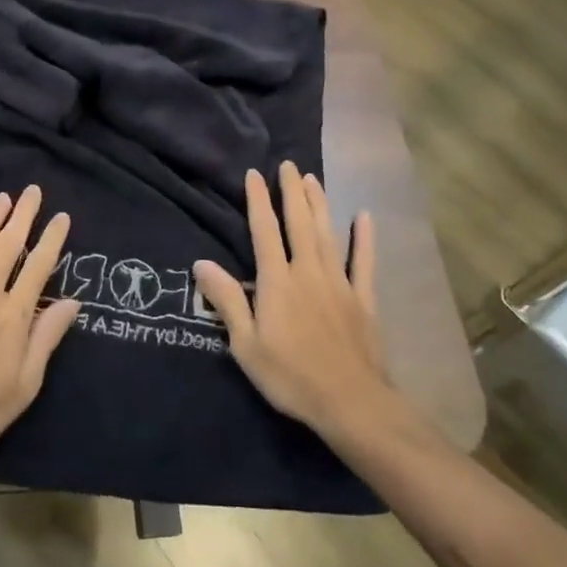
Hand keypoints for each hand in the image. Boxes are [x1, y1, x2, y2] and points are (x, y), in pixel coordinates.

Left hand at [0, 186, 80, 469]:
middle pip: (8, 247)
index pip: (38, 267)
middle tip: (32, 191)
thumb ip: (47, 337)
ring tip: (3, 197)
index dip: (51, 239)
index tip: (62, 217)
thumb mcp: (26, 383)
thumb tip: (73, 301)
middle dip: (22, 217)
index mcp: (13, 316)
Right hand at [194, 163, 399, 442]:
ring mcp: (339, 283)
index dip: (258, 201)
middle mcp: (308, 272)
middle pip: (299, 223)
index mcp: (277, 282)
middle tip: (289, 164)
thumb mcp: (246, 344)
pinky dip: (364, 239)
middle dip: (292, 192)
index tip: (254, 174)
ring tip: (313, 179)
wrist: (350, 401)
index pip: (264, 231)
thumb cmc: (290, 376)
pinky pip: (363, 262)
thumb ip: (227, 300)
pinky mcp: (363, 299)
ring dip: (320, 205)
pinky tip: (365, 217)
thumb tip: (201, 263)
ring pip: (327, 234)